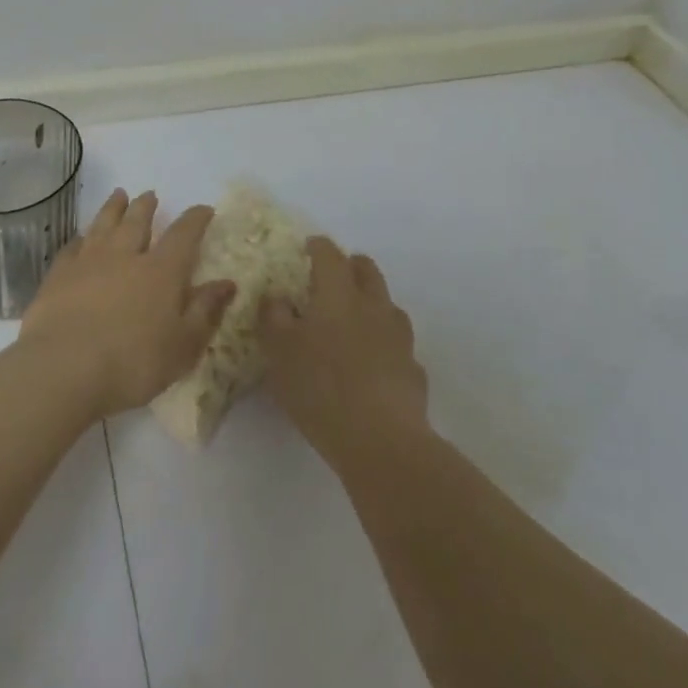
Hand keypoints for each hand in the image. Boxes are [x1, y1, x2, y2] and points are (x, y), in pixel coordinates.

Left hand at [20, 190, 236, 419]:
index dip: (196, 219)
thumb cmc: (133, 363)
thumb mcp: (183, 346)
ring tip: (119, 195)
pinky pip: (72, 247)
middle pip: (137, 221)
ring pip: (104, 225)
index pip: (184, 235)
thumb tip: (228, 283)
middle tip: (149, 194)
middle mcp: (125, 255)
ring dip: (113, 208)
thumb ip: (205, 311)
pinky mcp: (59, 275)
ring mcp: (88, 262)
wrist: (64, 368)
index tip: (204, 209)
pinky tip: (80, 238)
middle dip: (146, 206)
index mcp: (161, 271)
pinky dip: (80, 238)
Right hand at [259, 236, 428, 464]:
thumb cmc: (321, 387)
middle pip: (367, 270)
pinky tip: (373, 364)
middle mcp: (373, 305)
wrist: (381, 440)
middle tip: (333, 276)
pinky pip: (398, 345)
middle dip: (350, 265)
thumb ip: (274, 317)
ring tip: (354, 320)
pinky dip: (385, 344)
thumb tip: (276, 296)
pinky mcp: (413, 370)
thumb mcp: (279, 351)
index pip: (329, 255)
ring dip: (371, 303)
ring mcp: (399, 337)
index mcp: (338, 294)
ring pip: (388, 305)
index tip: (308, 247)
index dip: (318, 247)